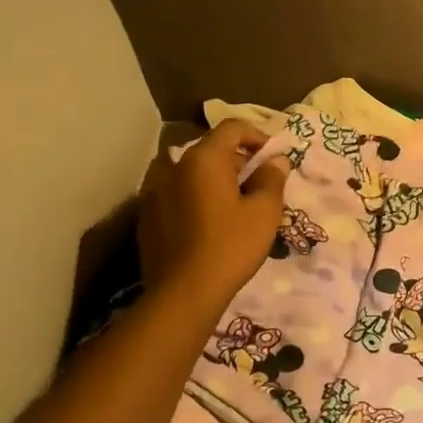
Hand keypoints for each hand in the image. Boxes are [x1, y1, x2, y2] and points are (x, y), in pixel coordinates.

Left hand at [135, 120, 288, 313]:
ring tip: (233, 203)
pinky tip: (208, 223)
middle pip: (210, 149)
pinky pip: (175, 193)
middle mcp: (173, 166)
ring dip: (213, 179)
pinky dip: (194, 197)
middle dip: (236, 160)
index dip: (257, 135)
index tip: (272, 156)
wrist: (182, 294)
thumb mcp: (264, 212)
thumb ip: (272, 179)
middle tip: (258, 184)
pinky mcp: (146, 216)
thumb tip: (276, 161)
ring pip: (190, 172)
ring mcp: (153, 191)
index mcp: (202, 159)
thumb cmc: (230, 246)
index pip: (232, 128)